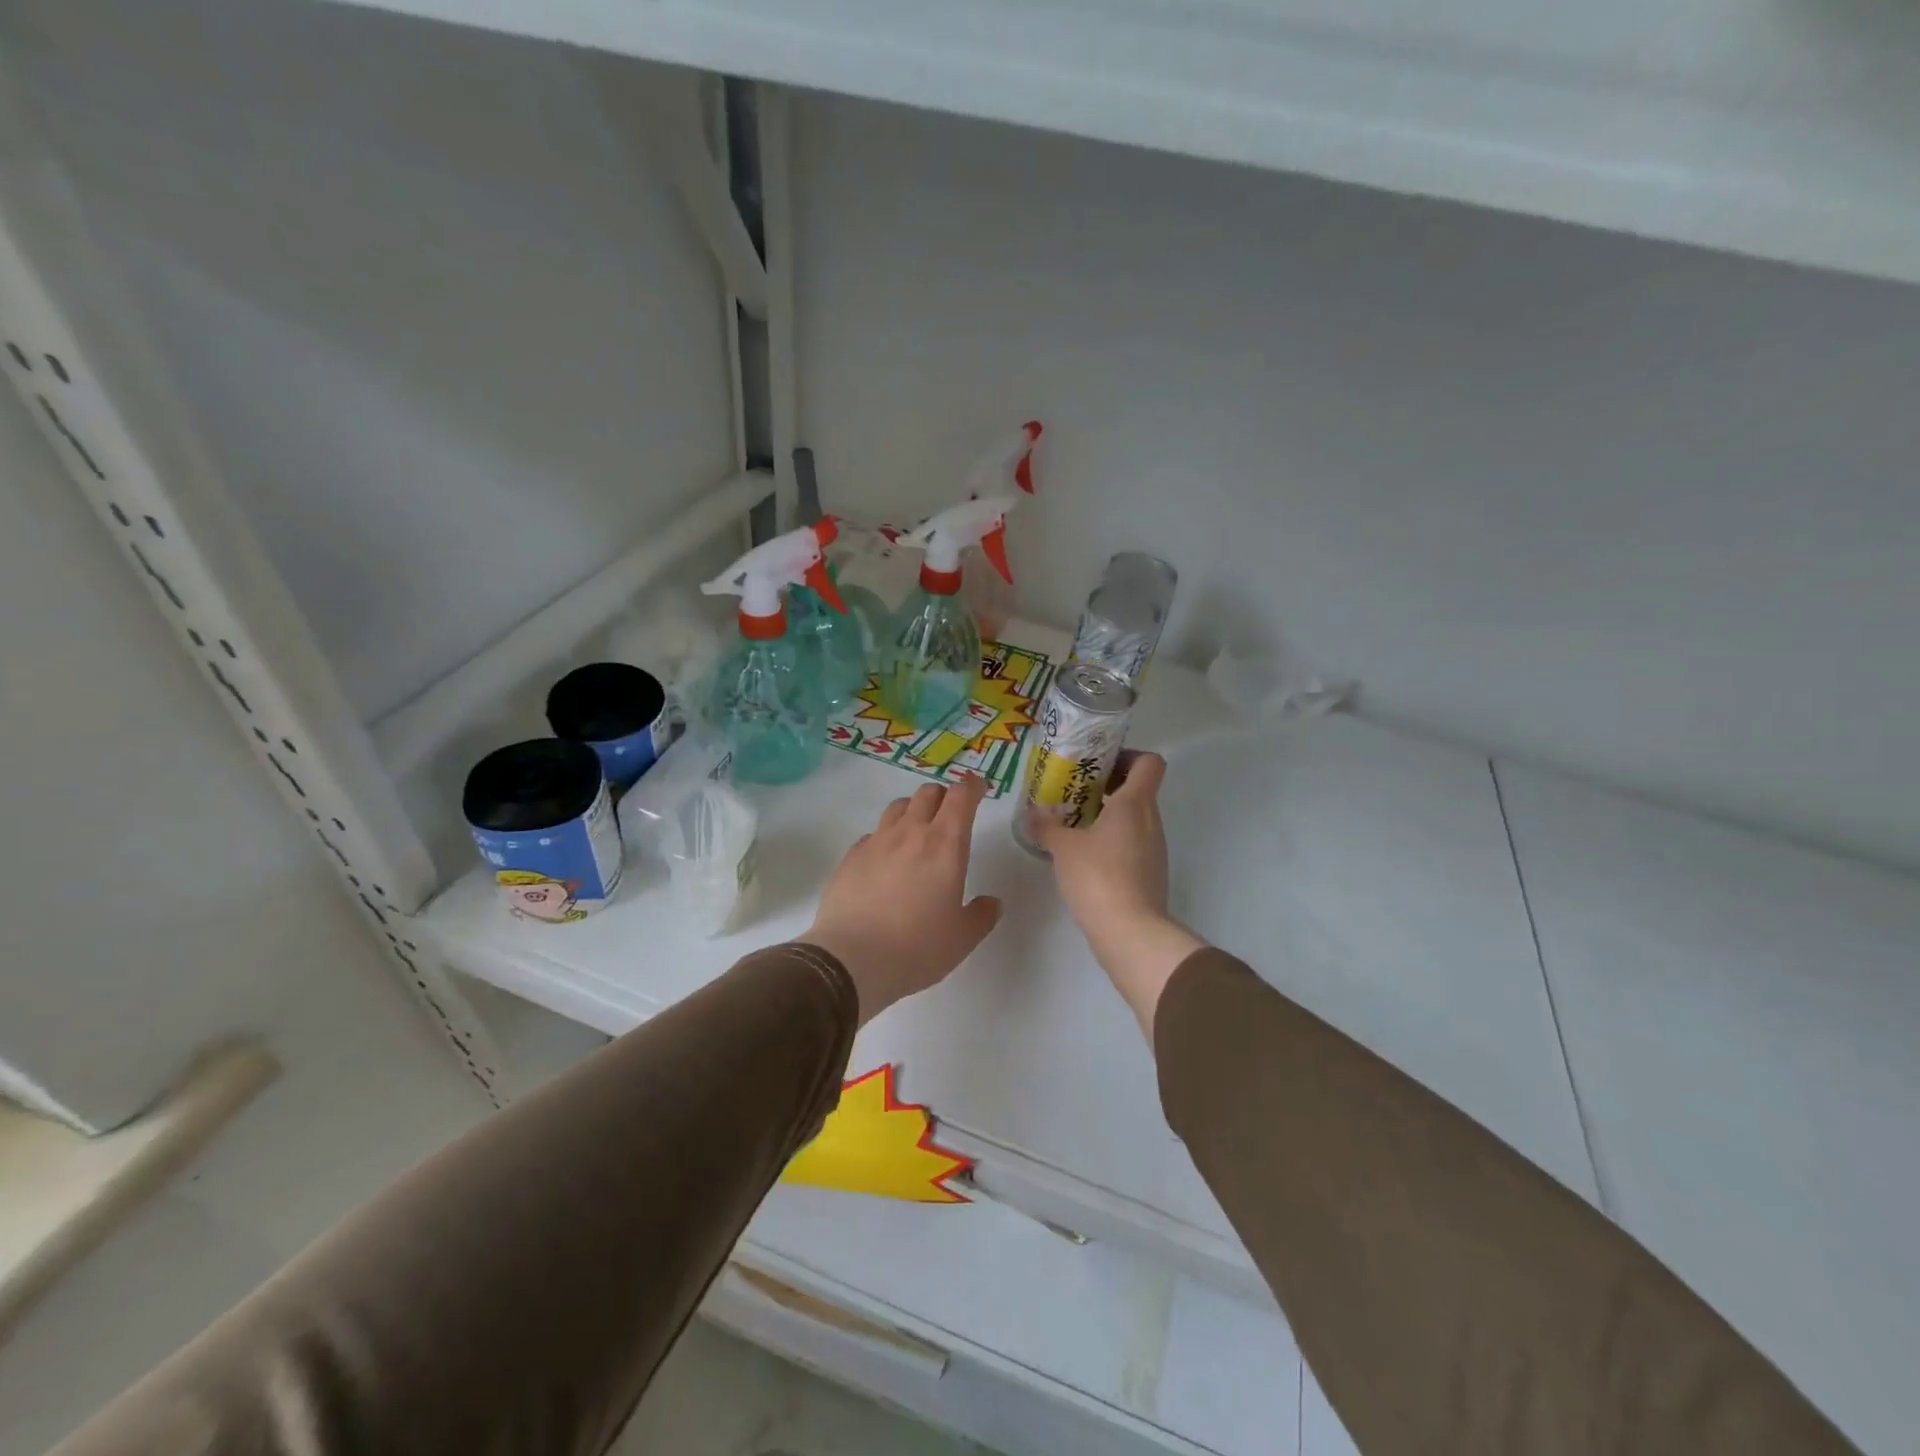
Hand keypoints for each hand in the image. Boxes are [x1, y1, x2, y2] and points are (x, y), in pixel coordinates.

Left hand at [804, 779, 1001, 1023]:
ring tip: (917, 831)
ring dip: (913, 810)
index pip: (961, 796)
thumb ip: (981, 915)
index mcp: (945, 845)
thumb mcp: (962, 939)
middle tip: (950, 813)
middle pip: (927, 793)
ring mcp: (875, 842)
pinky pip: (872, 834)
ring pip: (897, 807)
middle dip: (943, 796)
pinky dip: (885, 838)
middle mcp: (910, 833)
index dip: (972, 786)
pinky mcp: (850, 857)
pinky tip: (885, 861)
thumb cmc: (917, 948)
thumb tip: (991, 903)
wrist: (850, 961)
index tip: (979, 788)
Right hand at [1035, 752, 1204, 1038]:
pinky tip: (1083, 855)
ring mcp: (1154, 849)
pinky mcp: (1149, 874)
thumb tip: (1031, 814)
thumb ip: (1047, 826)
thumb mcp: (1063, 848)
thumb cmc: (1098, 877)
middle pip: (1138, 789)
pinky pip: (1131, 844)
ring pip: (1134, 818)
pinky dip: (1111, 841)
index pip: (1148, 763)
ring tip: (1073, 823)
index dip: (1128, 756)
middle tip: (1073, 791)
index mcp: (1135, 804)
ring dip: (1107, 815)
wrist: (1130, 932)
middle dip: (1107, 786)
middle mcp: (1151, 821)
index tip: (1098, 763)